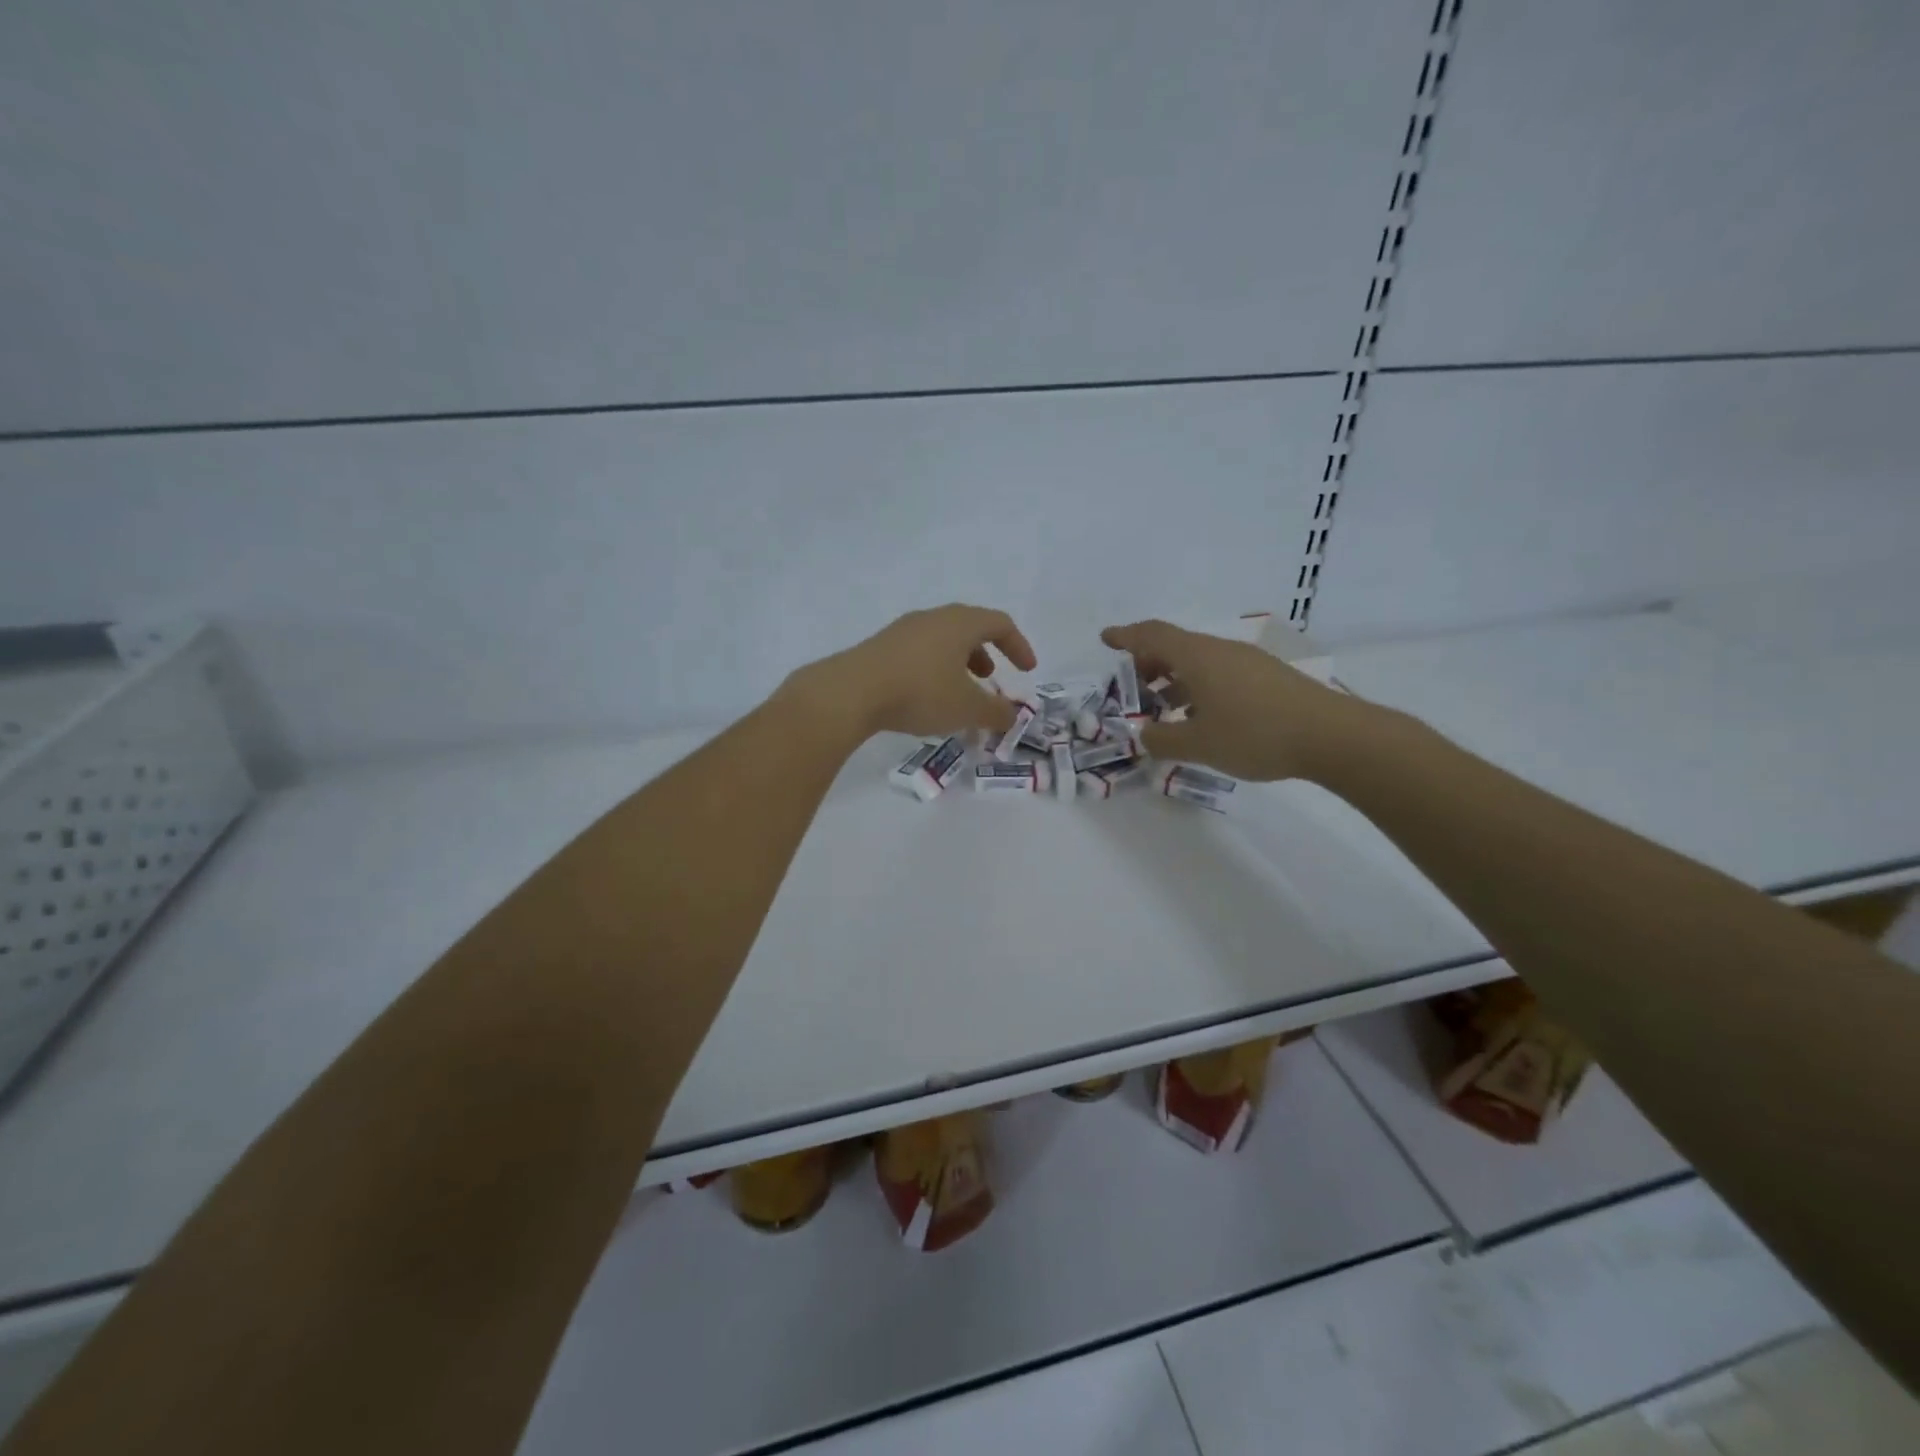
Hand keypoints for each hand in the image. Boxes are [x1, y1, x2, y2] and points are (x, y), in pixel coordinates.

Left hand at [787, 604, 1038, 739]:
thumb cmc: (920, 693)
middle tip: (991, 679)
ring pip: (942, 641)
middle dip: (986, 654)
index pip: (1000, 623)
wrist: (851, 693)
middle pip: (969, 628)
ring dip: (959, 664)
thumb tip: (1012, 715)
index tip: (1027, 670)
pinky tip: (926, 698)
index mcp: (960, 623)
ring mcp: (902, 631)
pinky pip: (919, 653)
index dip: (1019, 645)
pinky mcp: (880, 648)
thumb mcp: (967, 708)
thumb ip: (996, 712)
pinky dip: (934, 670)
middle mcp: (932, 618)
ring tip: (959, 694)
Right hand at [1100, 619, 1370, 781]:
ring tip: (1163, 710)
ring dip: (1174, 680)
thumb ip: (1161, 740)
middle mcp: (1220, 651)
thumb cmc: (1255, 735)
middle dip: (1148, 664)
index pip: (1152, 635)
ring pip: (1199, 662)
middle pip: (1175, 646)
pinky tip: (1202, 718)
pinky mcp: (1267, 678)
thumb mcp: (1197, 744)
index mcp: (1197, 658)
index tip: (1105, 639)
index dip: (1125, 636)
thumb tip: (1143, 735)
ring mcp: (1247, 662)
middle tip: (1133, 689)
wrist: (1332, 736)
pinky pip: (1220, 674)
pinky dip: (1199, 688)